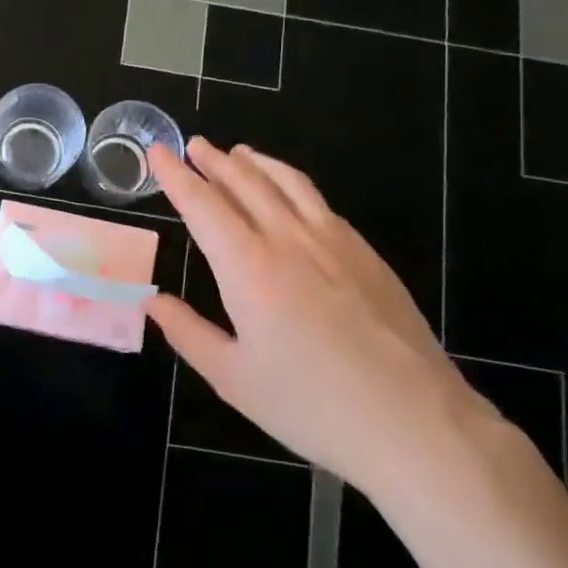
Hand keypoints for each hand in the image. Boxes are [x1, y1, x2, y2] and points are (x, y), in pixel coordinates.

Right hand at [145, 138, 485, 502]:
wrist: (414, 423)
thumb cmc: (312, 406)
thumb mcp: (233, 378)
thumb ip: (188, 333)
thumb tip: (152, 301)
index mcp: (249, 268)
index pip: (203, 205)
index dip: (176, 176)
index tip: (158, 151)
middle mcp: (289, 240)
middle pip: (246, 183)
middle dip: (214, 161)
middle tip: (194, 145)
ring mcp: (334, 242)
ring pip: (288, 183)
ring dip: (257, 163)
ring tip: (239, 153)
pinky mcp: (366, 254)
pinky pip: (320, 202)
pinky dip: (292, 184)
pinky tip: (291, 193)